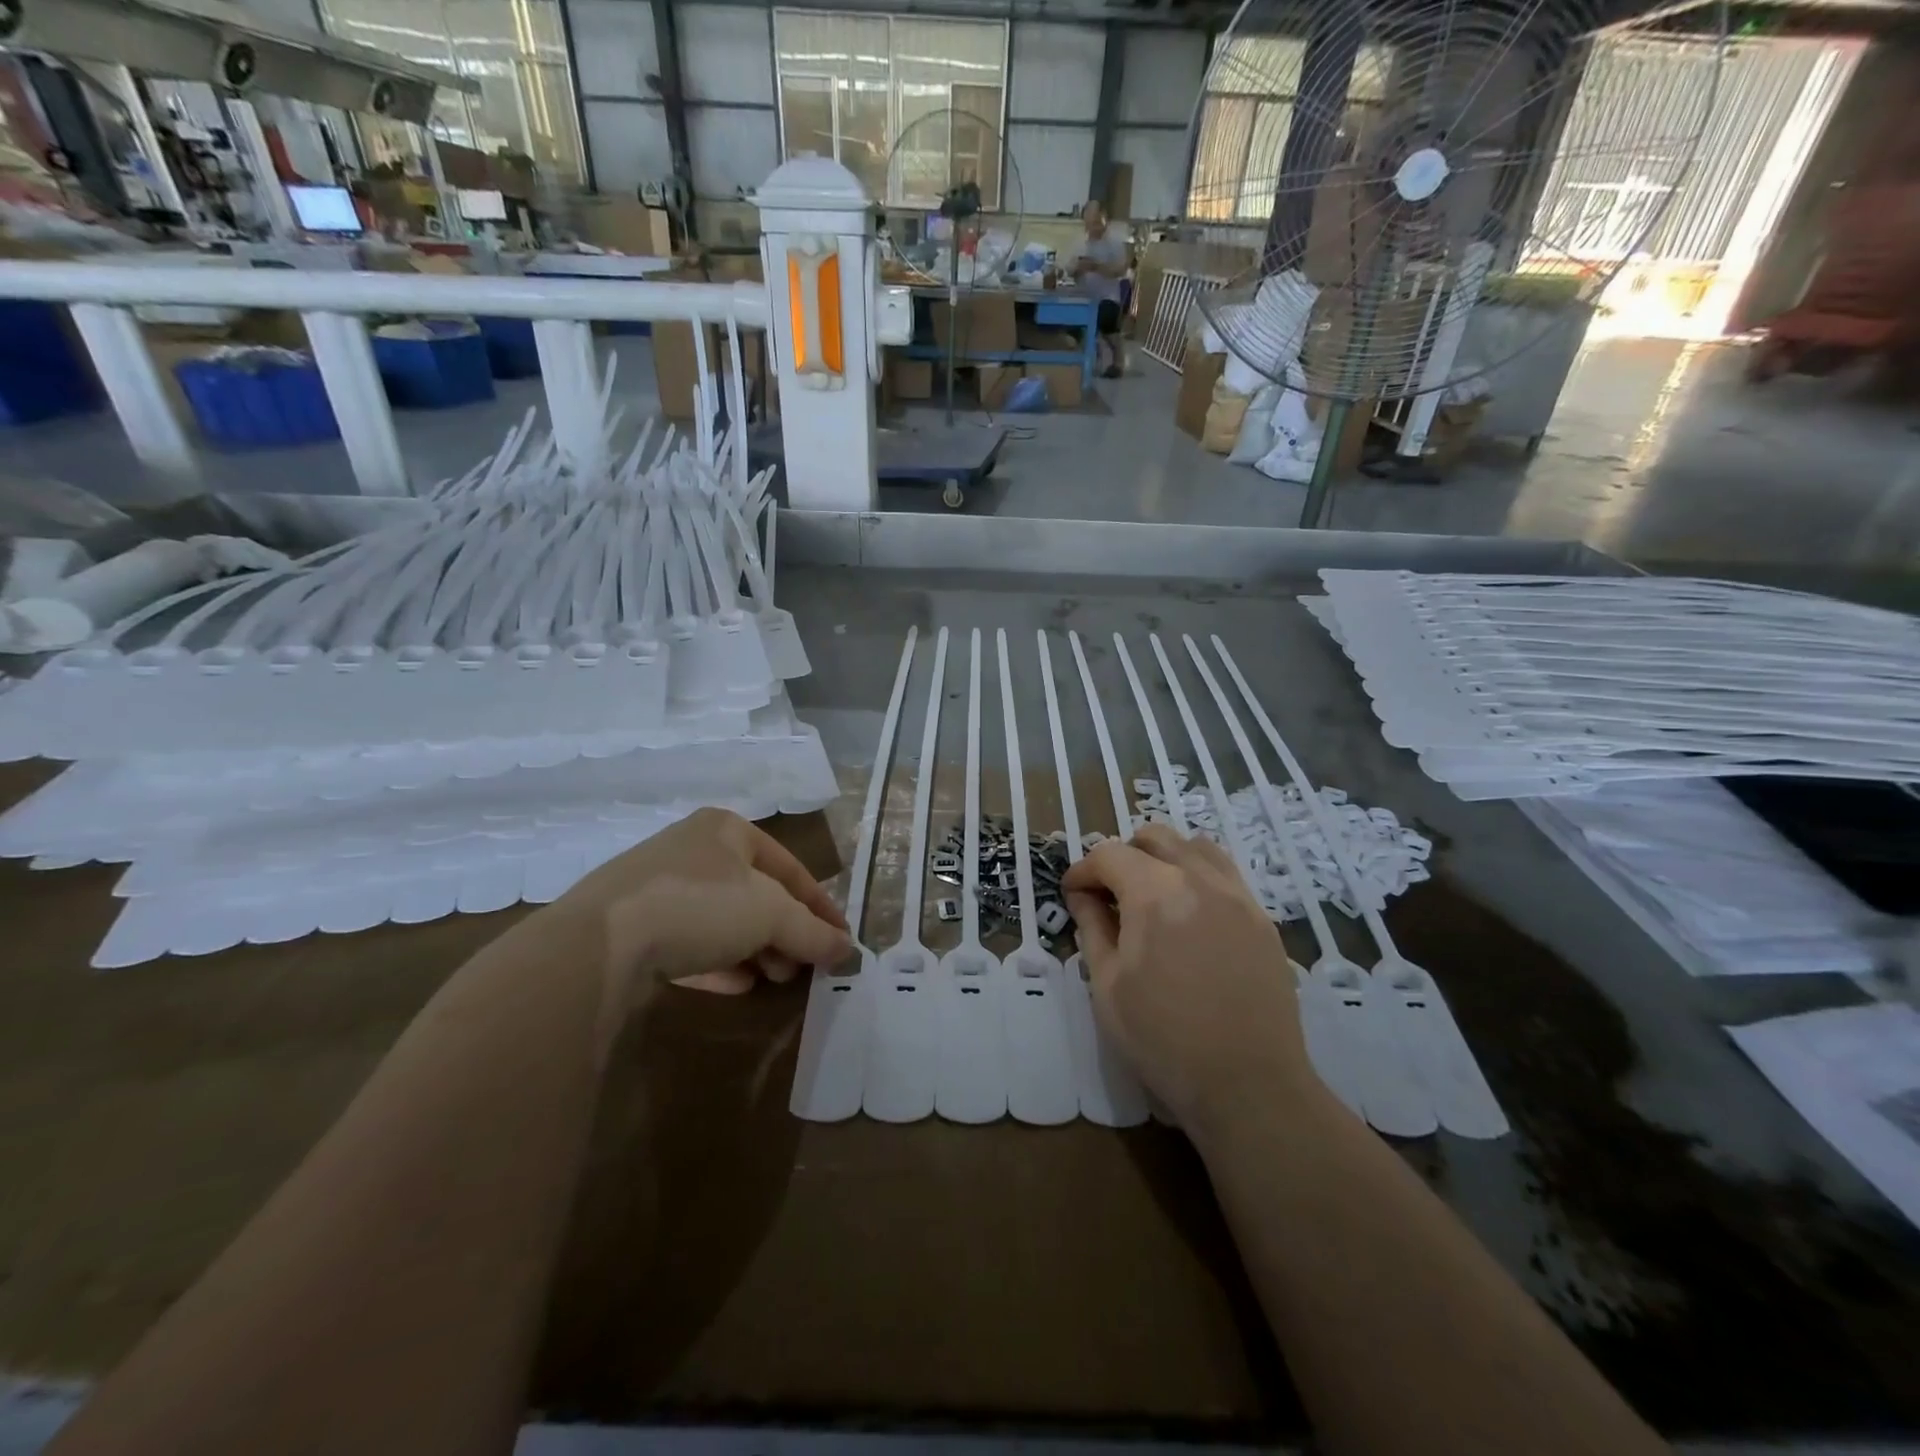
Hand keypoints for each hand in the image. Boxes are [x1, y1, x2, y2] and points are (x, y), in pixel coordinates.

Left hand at [553, 808, 849, 998]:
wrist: (599, 944)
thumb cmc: (701, 905)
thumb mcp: (771, 914)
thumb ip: (813, 932)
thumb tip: (849, 950)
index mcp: (727, 830)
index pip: (790, 867)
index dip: (821, 905)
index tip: (842, 940)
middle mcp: (693, 851)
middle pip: (756, 895)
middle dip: (785, 933)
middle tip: (803, 967)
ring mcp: (658, 890)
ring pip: (724, 921)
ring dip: (756, 951)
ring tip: (774, 981)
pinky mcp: (633, 929)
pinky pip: (690, 944)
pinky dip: (719, 963)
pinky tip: (736, 987)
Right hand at [1062, 825, 1311, 1125]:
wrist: (1248, 1085)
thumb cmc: (1163, 1039)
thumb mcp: (1107, 985)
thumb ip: (1092, 928)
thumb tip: (1083, 896)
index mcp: (1156, 893)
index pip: (1110, 855)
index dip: (1083, 870)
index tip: (1072, 894)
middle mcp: (1200, 879)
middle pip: (1155, 837)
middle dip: (1123, 855)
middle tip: (1109, 892)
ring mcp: (1238, 896)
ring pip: (1196, 847)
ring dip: (1165, 857)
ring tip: (1151, 894)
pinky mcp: (1262, 920)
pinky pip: (1225, 874)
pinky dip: (1198, 876)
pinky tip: (1189, 915)